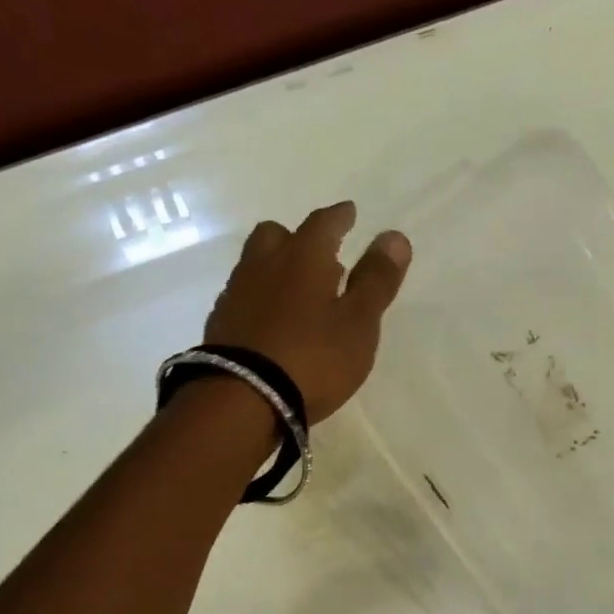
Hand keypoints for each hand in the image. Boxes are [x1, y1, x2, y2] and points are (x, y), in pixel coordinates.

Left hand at [204, 201, 410, 422]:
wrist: (242, 400)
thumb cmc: (312, 359)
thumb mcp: (358, 324)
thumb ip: (376, 280)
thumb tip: (394, 235)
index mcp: (303, 258)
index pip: (323, 223)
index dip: (340, 217)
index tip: (349, 213)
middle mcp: (264, 265)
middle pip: (276, 236)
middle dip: (298, 239)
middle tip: (318, 256)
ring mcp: (236, 295)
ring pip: (255, 266)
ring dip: (275, 269)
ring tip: (296, 292)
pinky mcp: (219, 326)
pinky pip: (243, 298)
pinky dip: (259, 300)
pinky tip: (270, 322)